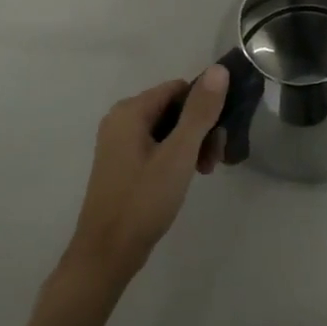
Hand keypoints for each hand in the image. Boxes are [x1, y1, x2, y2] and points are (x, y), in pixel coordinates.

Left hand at [58, 66, 228, 294]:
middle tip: (214, 161)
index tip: (220, 137)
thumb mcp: (178, 154)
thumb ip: (200, 111)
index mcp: (130, 111)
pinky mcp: (121, 165)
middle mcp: (121, 120)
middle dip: (199, 130)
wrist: (106, 255)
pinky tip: (185, 178)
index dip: (204, 107)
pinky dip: (175, 157)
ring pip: (167, 130)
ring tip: (204, 172)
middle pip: (173, 109)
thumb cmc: (143, 201)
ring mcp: (119, 143)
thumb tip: (218, 70)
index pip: (179, 88)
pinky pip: (156, 147)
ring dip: (190, 145)